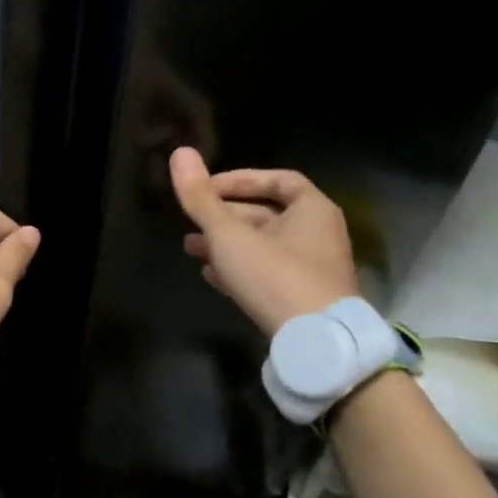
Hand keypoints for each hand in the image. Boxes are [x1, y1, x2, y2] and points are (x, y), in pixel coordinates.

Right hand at [169, 147, 358, 336]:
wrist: (315, 344)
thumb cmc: (275, 276)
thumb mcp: (229, 234)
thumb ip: (201, 197)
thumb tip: (179, 152)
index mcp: (312, 210)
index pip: (277, 180)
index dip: (239, 180)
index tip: (207, 188)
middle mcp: (318, 235)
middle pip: (267, 214)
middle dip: (225, 216)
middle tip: (191, 221)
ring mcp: (312, 269)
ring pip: (263, 246)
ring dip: (226, 244)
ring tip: (191, 248)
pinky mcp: (302, 298)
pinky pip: (267, 273)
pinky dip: (239, 269)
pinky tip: (211, 275)